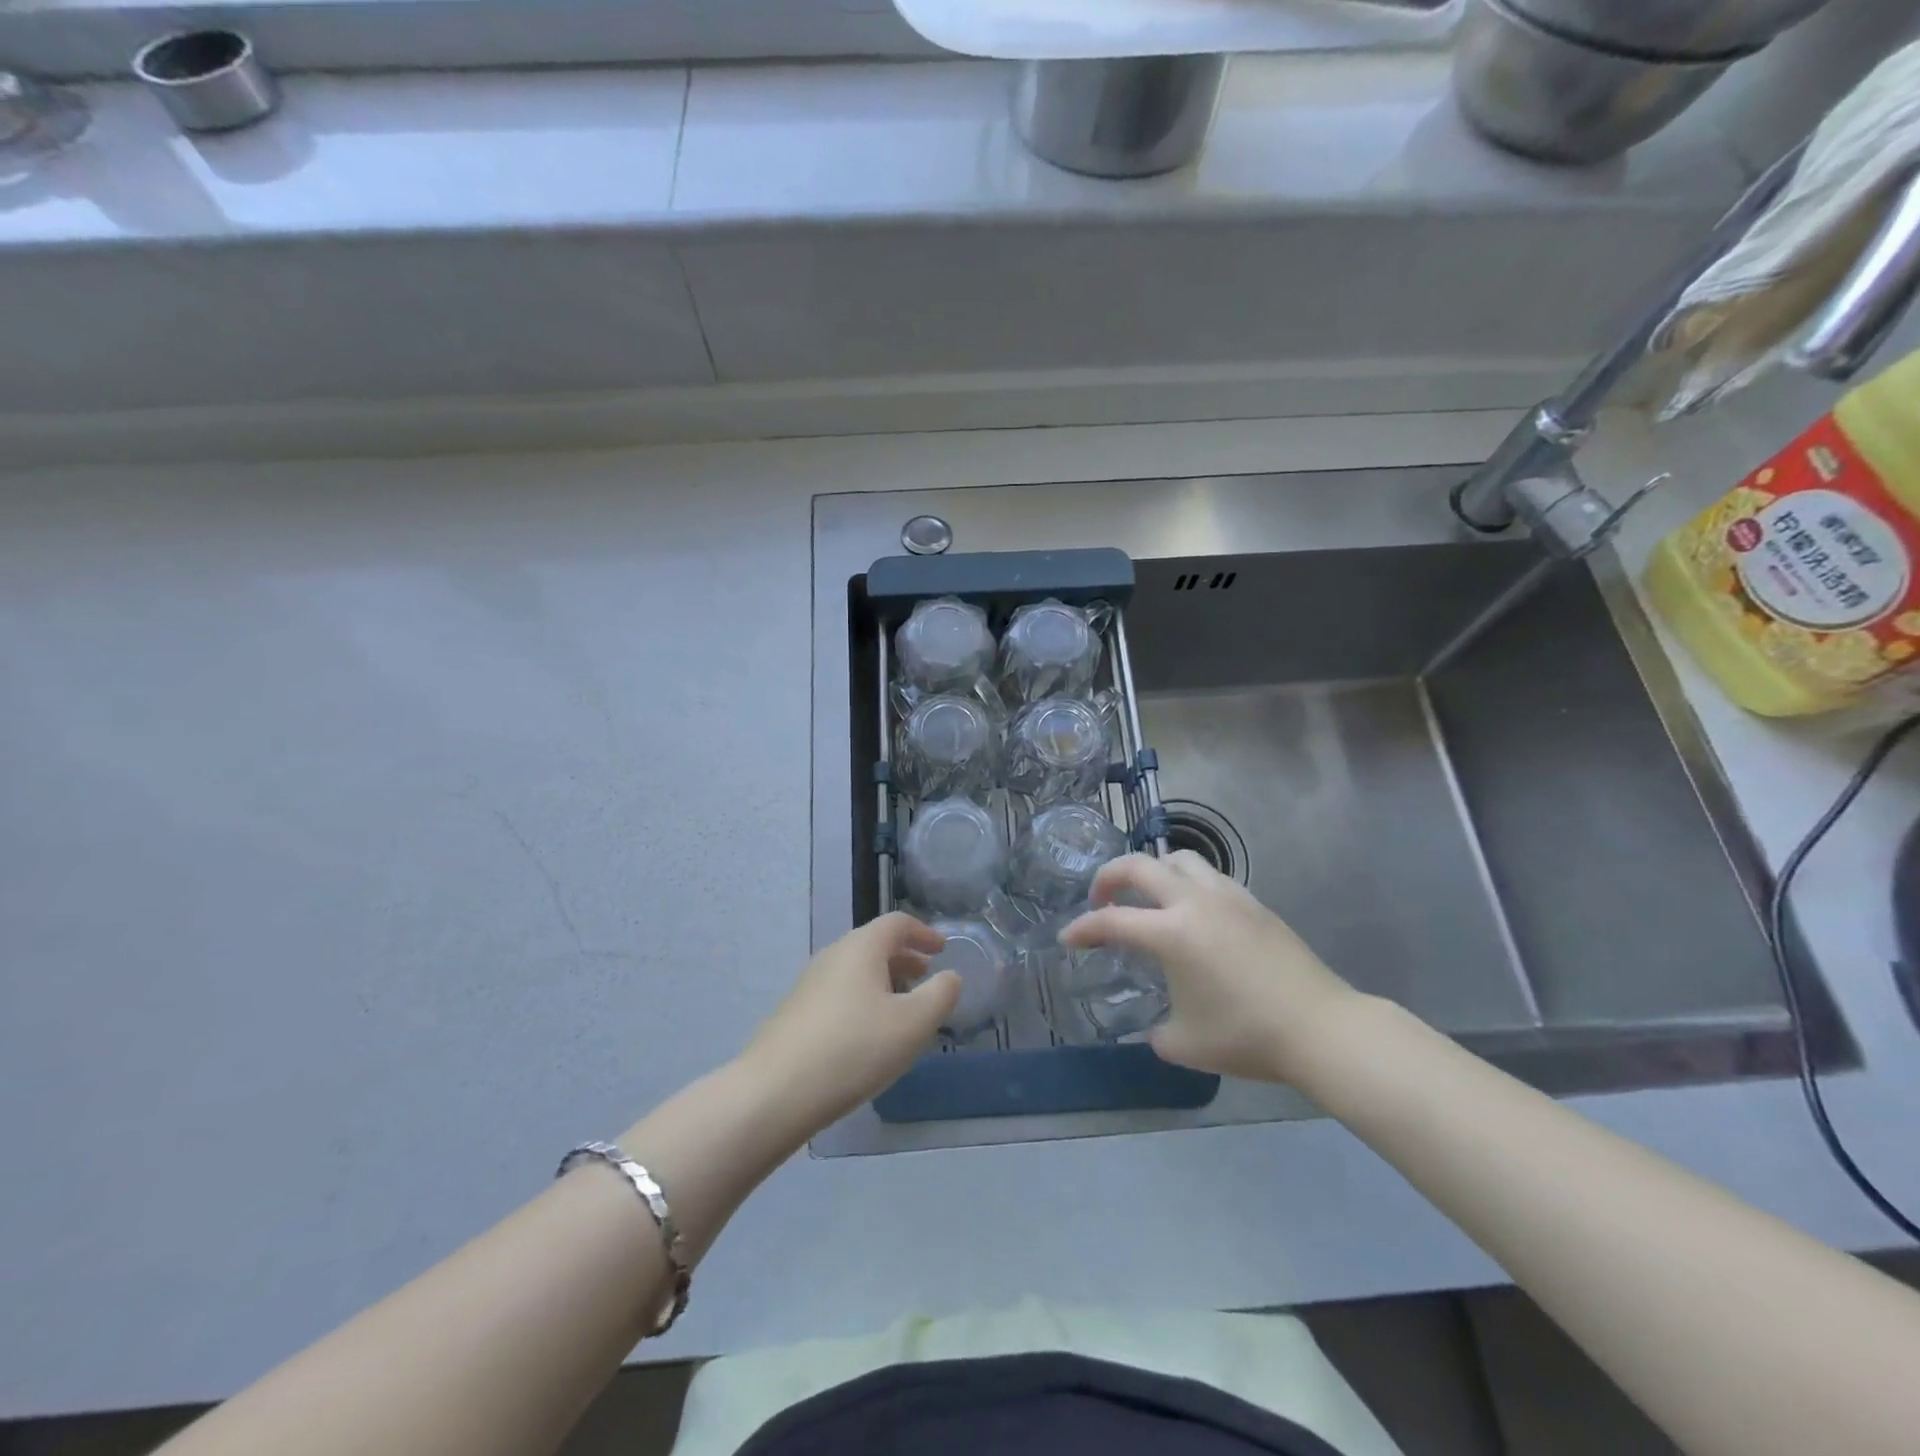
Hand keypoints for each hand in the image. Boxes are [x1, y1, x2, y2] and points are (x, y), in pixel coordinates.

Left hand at [741, 913, 958, 1133]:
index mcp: (861, 948)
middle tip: (926, 976)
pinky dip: (863, 1000)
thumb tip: (949, 976)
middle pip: (873, 944)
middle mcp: (832, 956)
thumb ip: (940, 995)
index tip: (942, 949)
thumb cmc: (854, 1048)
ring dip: (883, 980)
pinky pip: (839, 993)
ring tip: (902, 1009)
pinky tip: (869, 1035)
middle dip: (904, 957)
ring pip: (855, 970)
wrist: (774, 1093)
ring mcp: (809, 984)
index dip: (923, 932)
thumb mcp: (913, 1024)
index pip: (896, 923)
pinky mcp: (795, 1013)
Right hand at [1061, 851, 1357, 1082]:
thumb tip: (1157, 1024)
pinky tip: (1193, 912)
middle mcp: (1194, 902)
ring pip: (1178, 859)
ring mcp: (1227, 896)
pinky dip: (1187, 882)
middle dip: (1108, 876)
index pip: (1111, 921)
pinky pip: (1209, 876)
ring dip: (1152, 871)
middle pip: (1139, 866)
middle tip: (1099, 899)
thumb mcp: (1184, 1043)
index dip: (1082, 929)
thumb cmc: (1246, 1035)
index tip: (1068, 939)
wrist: (1320, 1028)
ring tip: (1148, 896)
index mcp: (1170, 933)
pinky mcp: (1253, 902)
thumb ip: (1156, 1029)